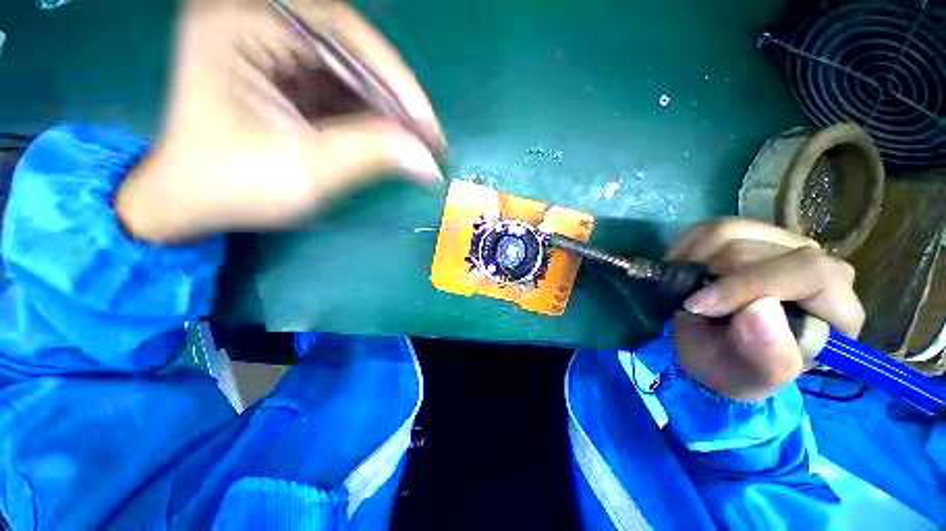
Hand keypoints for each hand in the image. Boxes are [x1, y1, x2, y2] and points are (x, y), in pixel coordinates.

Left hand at [117, 0, 445, 242]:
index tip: (427, 125)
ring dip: (389, 109)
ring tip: (417, 145)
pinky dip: (373, 114)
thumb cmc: (233, 188)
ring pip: (352, 68)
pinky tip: (392, 140)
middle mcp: (255, 20)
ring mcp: (271, 45)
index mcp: (239, 24)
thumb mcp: (304, 174)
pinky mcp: (285, 71)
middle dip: (395, 98)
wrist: (194, 200)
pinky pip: (343, 85)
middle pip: (350, 47)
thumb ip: (370, 158)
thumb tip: (429, 161)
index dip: (394, 78)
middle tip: (429, 139)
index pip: (340, 30)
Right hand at [667, 219, 864, 400]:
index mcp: (837, 310)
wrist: (714, 350)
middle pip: (760, 250)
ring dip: (694, 263)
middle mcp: (818, 266)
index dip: (749, 284)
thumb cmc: (735, 369)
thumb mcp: (748, 378)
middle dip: (712, 278)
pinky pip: (708, 229)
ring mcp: (783, 244)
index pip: (809, 272)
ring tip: (685, 289)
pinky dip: (686, 251)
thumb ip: (767, 356)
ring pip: (730, 233)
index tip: (699, 306)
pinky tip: (684, 272)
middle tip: (687, 304)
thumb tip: (760, 309)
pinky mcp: (749, 234)